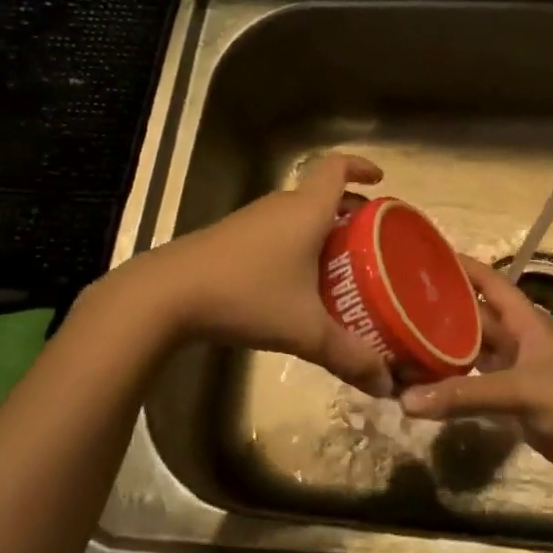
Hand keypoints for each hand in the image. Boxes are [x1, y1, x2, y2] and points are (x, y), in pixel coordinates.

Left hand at [137, 152, 394, 397]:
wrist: (166, 295)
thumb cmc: (246, 296)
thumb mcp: (305, 330)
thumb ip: (349, 356)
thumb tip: (387, 386)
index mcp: (306, 211)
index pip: (337, 167)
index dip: (361, 166)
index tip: (380, 180)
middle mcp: (280, 206)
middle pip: (321, 194)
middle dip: (349, 211)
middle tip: (372, 239)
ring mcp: (251, 221)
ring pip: (297, 215)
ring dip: (322, 230)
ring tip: (341, 265)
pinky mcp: (229, 239)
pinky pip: (275, 232)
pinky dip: (296, 245)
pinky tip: (297, 283)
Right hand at [398, 257, 552, 490]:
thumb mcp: (521, 391)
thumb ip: (464, 395)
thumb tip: (404, 400)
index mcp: (525, 321)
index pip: (489, 282)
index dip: (460, 266)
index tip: (423, 257)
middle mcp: (518, 341)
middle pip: (474, 318)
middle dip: (440, 312)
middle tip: (395, 308)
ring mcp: (517, 373)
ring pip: (473, 354)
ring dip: (443, 351)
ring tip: (401, 347)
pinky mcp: (517, 404)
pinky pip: (477, 388)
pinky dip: (454, 388)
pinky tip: (426, 390)